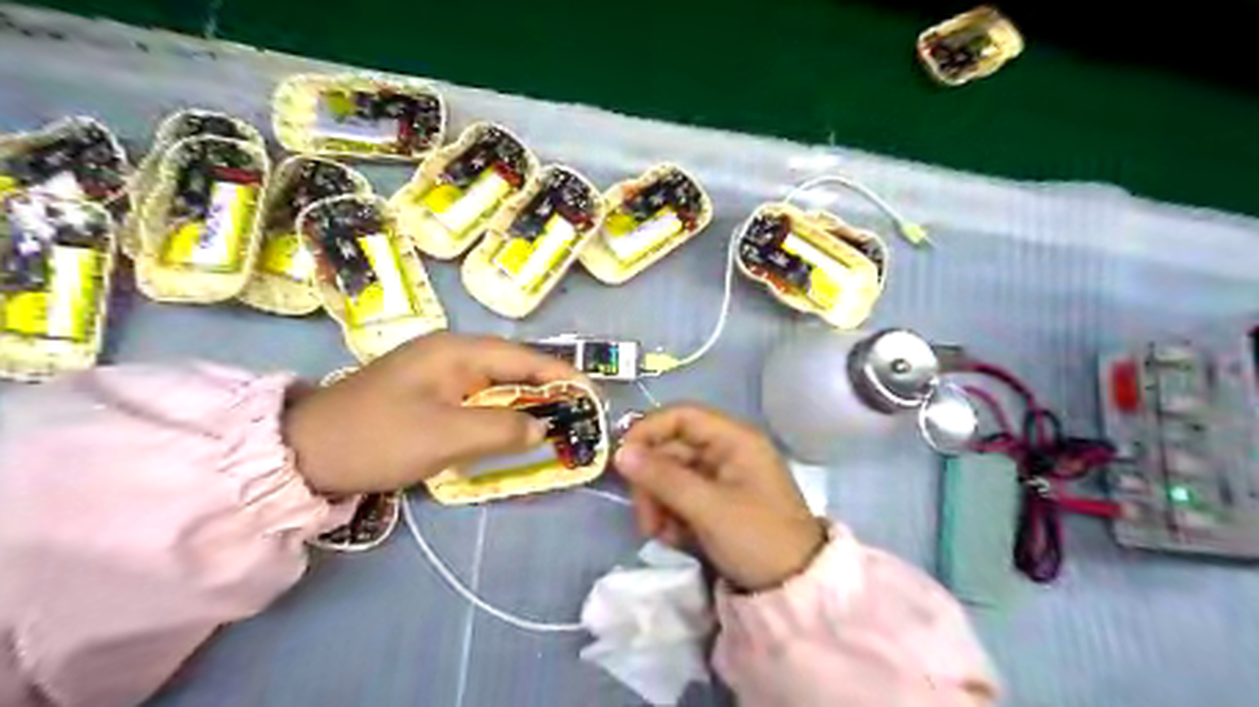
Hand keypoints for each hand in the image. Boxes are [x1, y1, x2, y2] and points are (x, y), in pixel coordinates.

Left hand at [281, 332, 576, 494]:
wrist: (303, 453)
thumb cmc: (377, 438)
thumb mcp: (445, 436)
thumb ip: (502, 430)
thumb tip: (543, 427)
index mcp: (458, 351)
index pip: (526, 357)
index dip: (563, 376)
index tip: (594, 397)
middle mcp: (452, 353)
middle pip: (515, 367)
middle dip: (549, 390)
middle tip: (580, 415)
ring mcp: (439, 373)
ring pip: (498, 385)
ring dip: (527, 404)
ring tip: (558, 424)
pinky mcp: (429, 394)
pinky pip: (478, 399)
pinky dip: (501, 414)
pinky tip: (514, 431)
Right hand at [620, 404, 826, 589]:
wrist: (796, 589)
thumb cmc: (757, 538)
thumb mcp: (708, 508)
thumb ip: (663, 477)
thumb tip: (620, 452)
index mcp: (734, 439)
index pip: (681, 416)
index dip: (648, 431)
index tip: (622, 460)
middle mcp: (727, 451)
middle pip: (672, 450)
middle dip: (652, 482)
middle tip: (645, 519)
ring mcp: (722, 478)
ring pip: (672, 476)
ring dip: (659, 503)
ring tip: (661, 534)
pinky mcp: (717, 503)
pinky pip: (682, 498)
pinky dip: (672, 516)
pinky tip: (675, 539)